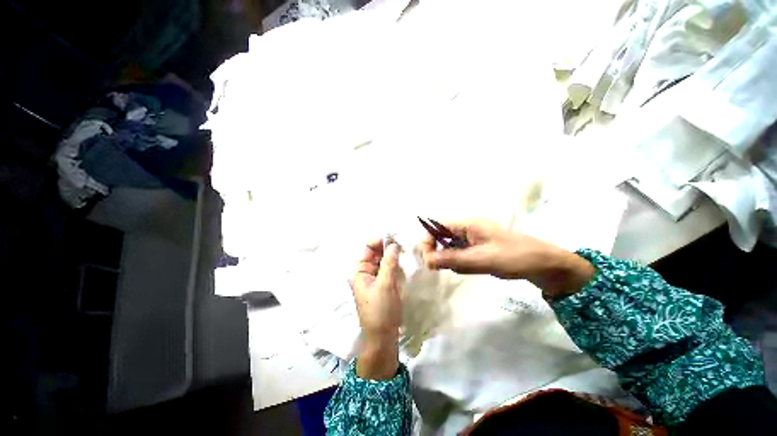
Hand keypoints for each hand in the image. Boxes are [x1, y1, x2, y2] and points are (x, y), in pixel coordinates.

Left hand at [351, 239, 403, 378]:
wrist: (383, 337)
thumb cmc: (381, 310)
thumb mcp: (385, 284)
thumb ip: (389, 262)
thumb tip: (393, 243)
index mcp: (360, 272)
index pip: (368, 250)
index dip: (378, 242)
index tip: (393, 238)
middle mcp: (366, 273)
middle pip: (376, 254)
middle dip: (387, 248)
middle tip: (402, 244)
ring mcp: (375, 280)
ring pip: (383, 262)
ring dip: (392, 256)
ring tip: (404, 251)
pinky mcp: (383, 286)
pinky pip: (388, 270)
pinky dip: (394, 265)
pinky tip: (402, 263)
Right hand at [419, 220, 594, 297]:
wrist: (546, 266)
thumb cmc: (515, 257)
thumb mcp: (482, 259)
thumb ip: (453, 259)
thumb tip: (427, 261)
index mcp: (468, 225)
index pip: (438, 227)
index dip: (428, 240)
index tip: (427, 259)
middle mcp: (468, 230)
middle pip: (442, 238)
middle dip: (439, 252)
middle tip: (441, 267)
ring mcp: (473, 240)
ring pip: (451, 249)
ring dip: (452, 260)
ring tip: (467, 267)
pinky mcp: (479, 250)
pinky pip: (462, 256)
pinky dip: (462, 264)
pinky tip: (473, 269)